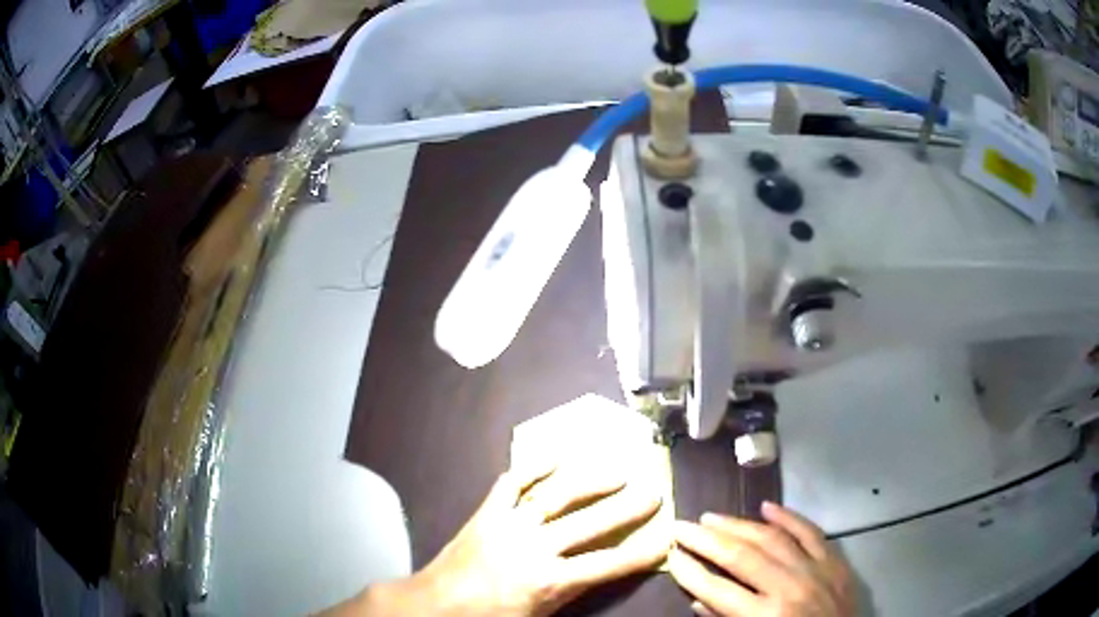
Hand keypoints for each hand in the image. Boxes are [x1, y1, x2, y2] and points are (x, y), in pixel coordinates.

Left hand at [342, 462, 666, 616]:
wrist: (437, 604)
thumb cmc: (490, 616)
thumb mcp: (538, 615)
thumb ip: (572, 592)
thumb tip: (601, 572)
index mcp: (548, 581)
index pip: (606, 565)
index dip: (640, 554)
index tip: (665, 539)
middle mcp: (534, 547)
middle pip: (589, 524)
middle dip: (626, 508)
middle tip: (653, 492)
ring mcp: (509, 524)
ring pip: (556, 496)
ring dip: (590, 481)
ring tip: (617, 470)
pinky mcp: (487, 512)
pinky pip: (512, 483)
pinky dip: (533, 466)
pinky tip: (555, 455)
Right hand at [667, 502, 855, 616]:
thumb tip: (699, 599)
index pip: (716, 589)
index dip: (689, 571)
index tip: (671, 554)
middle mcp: (788, 588)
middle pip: (740, 556)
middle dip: (706, 540)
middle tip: (681, 525)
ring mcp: (815, 570)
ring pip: (772, 538)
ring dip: (739, 524)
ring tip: (712, 517)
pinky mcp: (835, 561)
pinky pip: (810, 532)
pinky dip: (789, 517)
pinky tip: (767, 506)